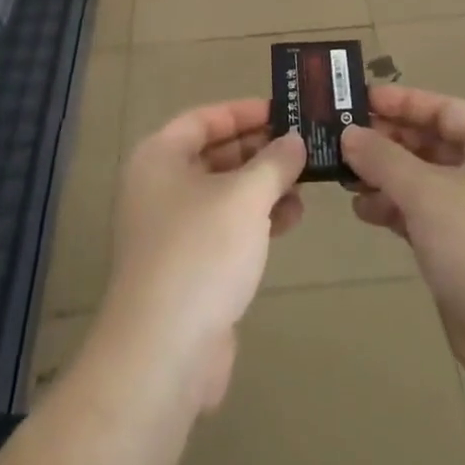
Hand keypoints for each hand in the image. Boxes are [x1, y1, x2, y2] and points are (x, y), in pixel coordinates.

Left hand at [93, 100, 305, 413]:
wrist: (163, 354)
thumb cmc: (201, 253)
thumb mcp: (245, 196)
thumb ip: (274, 162)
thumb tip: (293, 140)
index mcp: (159, 158)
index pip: (204, 119)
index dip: (244, 112)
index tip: (284, 110)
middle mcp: (159, 188)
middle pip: (214, 155)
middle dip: (259, 150)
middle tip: (303, 145)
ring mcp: (171, 231)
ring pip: (224, 194)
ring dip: (263, 186)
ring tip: (306, 183)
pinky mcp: (187, 269)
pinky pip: (226, 229)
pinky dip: (256, 219)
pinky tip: (291, 219)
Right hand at [342, 85, 464, 409]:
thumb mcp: (428, 194)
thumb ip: (384, 160)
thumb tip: (349, 135)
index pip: (444, 110)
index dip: (403, 102)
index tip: (360, 100)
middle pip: (432, 145)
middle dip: (389, 142)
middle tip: (343, 141)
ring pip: (424, 184)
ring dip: (387, 178)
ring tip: (346, 180)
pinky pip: (424, 218)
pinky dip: (396, 211)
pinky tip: (365, 212)